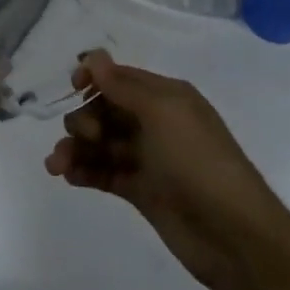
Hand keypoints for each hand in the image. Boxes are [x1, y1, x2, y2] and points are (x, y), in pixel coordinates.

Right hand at [45, 51, 289, 289]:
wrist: (232, 232)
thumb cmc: (198, 161)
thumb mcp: (162, 113)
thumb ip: (124, 86)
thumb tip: (94, 56)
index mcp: (167, 97)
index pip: (121, 78)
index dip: (94, 79)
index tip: (73, 88)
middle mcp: (156, 123)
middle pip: (106, 111)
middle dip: (84, 119)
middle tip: (87, 137)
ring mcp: (148, 159)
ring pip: (101, 144)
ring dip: (76, 149)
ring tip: (57, 166)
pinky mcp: (141, 191)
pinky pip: (104, 173)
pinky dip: (84, 171)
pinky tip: (68, 177)